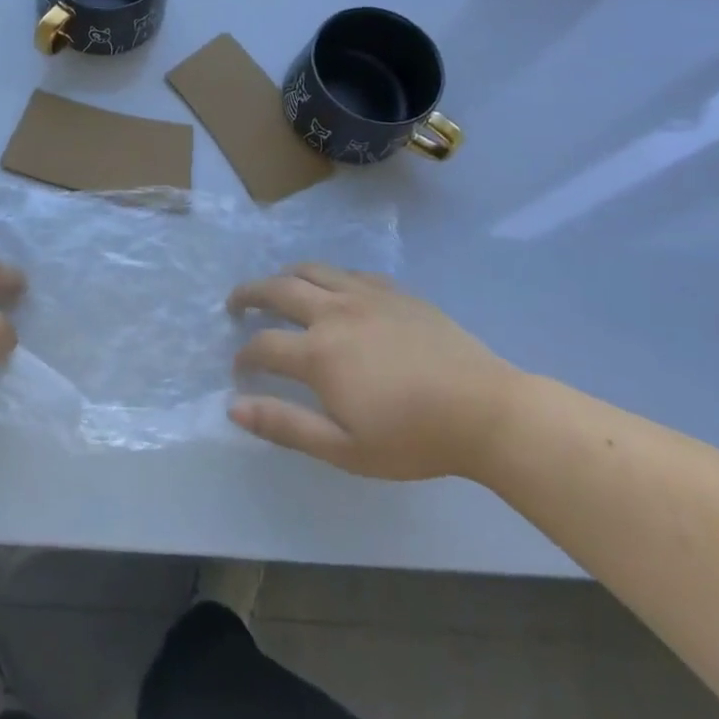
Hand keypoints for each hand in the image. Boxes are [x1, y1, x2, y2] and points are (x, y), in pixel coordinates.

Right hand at [227, 263, 520, 480]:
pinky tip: (334, 291)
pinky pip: (351, 273)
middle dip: (249, 294)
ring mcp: (366, 296)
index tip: (240, 369)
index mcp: (319, 353)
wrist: (485, 411)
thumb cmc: (413, 438)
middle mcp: (334, 313)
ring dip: (285, 276)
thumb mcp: (344, 448)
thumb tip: (233, 407)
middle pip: (278, 290)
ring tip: (276, 287)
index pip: (264, 345)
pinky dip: (330, 277)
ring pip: (313, 270)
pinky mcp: (395, 292)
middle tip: (235, 304)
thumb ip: (285, 425)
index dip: (244, 356)